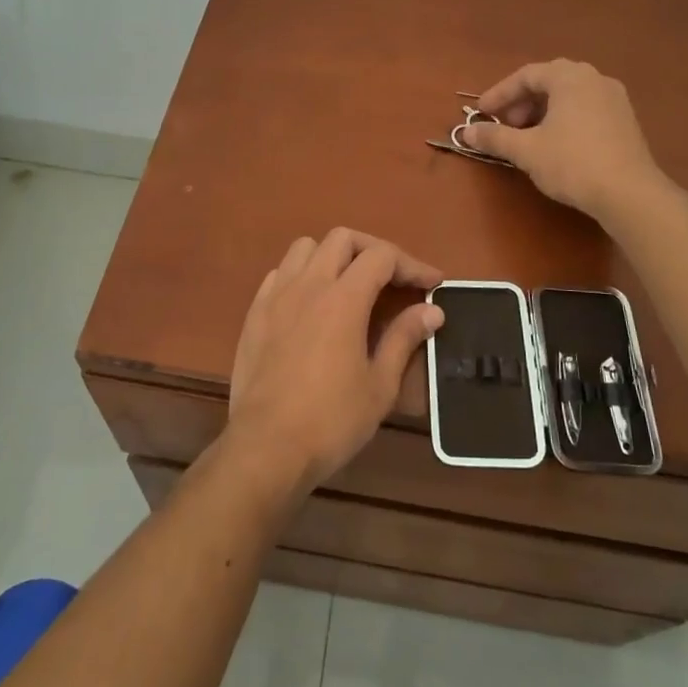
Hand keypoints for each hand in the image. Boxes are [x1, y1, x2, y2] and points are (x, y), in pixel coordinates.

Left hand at [225, 229, 442, 492]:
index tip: (432, 284)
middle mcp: (308, 284)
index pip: (382, 256)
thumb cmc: (331, 420)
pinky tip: (311, 303)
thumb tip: (432, 310)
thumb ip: (404, 338)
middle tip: (393, 279)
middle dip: (374, 250)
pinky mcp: (255, 313)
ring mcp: (276, 296)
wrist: (266, 447)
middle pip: (343, 239)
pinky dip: (302, 275)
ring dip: (333, 256)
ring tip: (350, 284)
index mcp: (343, 298)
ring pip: (305, 248)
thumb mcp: (379, 385)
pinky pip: (280, 273)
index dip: (412, 264)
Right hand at [461, 59, 666, 222]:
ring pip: (568, 96)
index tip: (482, 114)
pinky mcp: (625, 121)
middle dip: (521, 102)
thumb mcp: (526, 150)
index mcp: (570, 77)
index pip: (526, 75)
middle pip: (549, 82)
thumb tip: (467, 133)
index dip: (499, 94)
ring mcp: (614, 99)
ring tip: (526, 137)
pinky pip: (585, 109)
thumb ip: (495, 137)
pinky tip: (554, 144)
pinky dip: (563, 119)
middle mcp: (594, 79)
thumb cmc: (572, 162)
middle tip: (504, 125)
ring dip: (541, 112)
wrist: (629, 193)